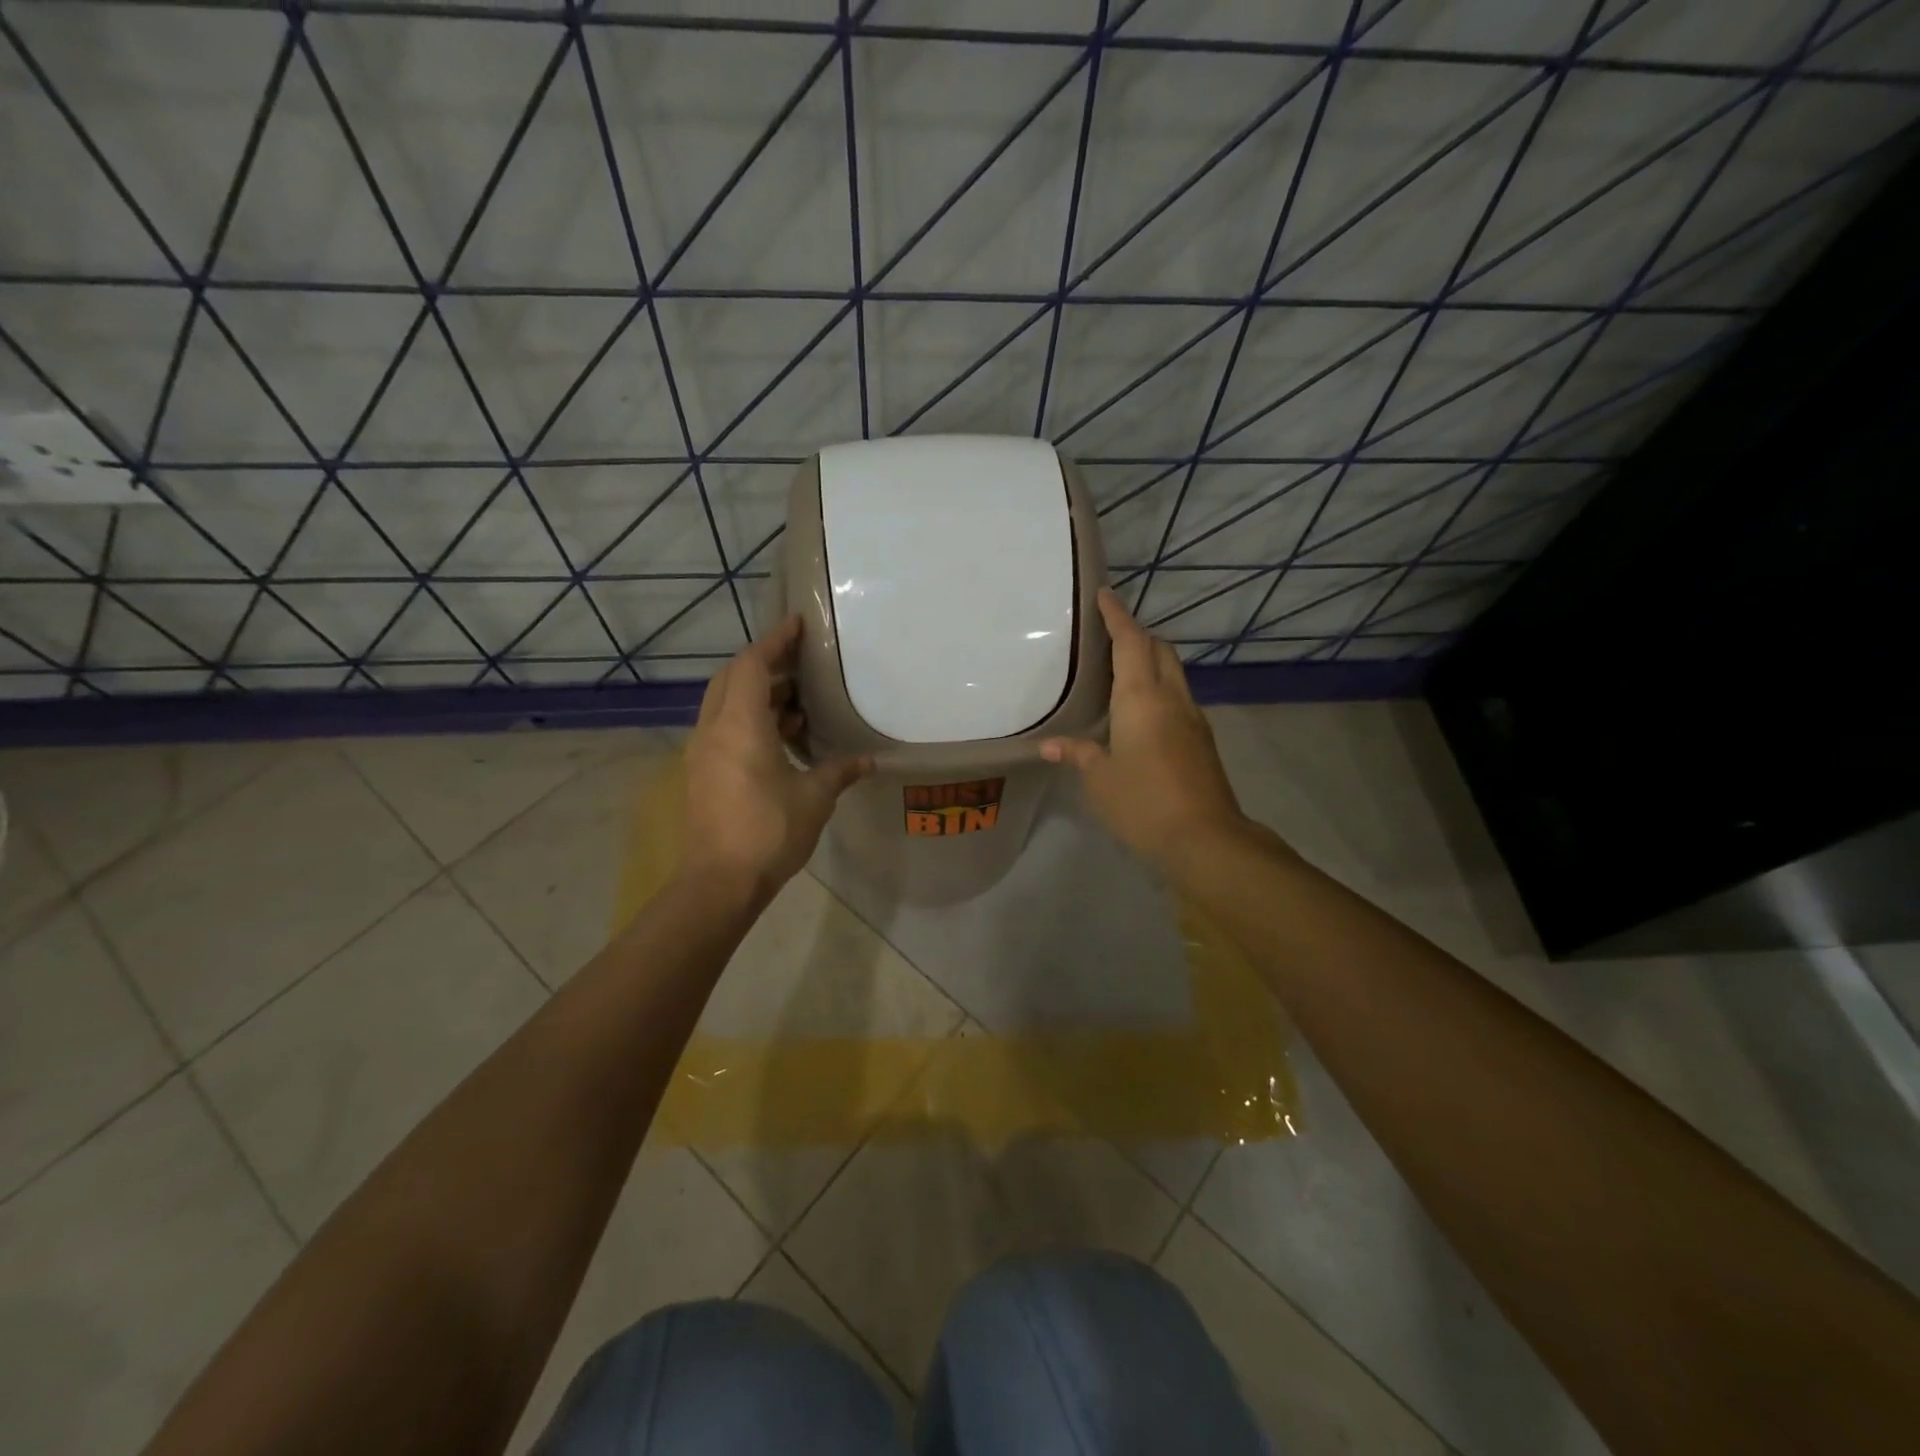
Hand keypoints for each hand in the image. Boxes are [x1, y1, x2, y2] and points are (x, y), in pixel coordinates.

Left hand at [682, 616, 870, 898]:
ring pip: (725, 704)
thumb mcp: (814, 798)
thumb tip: (869, 761)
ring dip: (757, 695)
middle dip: (764, 665)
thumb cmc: (769, 831)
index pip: (751, 665)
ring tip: (797, 704)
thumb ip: (840, 771)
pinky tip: (780, 739)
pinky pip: (723, 729)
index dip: (774, 641)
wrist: (719, 882)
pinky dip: (749, 720)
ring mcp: (702, 752)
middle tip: (800, 664)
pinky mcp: (701, 773)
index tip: (797, 626)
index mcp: (740, 725)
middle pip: (732, 679)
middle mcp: (714, 729)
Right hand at [1042, 588, 1249, 872]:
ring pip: (1172, 672)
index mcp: (1142, 698)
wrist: (1206, 839)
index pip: (1130, 642)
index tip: (1104, 595)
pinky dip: (1159, 687)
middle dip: (1137, 634)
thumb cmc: (1143, 802)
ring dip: (1150, 660)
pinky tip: (1140, 710)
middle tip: (1108, 635)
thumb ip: (1077, 754)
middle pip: (1159, 649)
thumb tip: (1050, 745)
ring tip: (1121, 669)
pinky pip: (1178, 697)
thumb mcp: (1100, 780)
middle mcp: (1171, 698)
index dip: (1117, 616)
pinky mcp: (1201, 740)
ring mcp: (1192, 718)